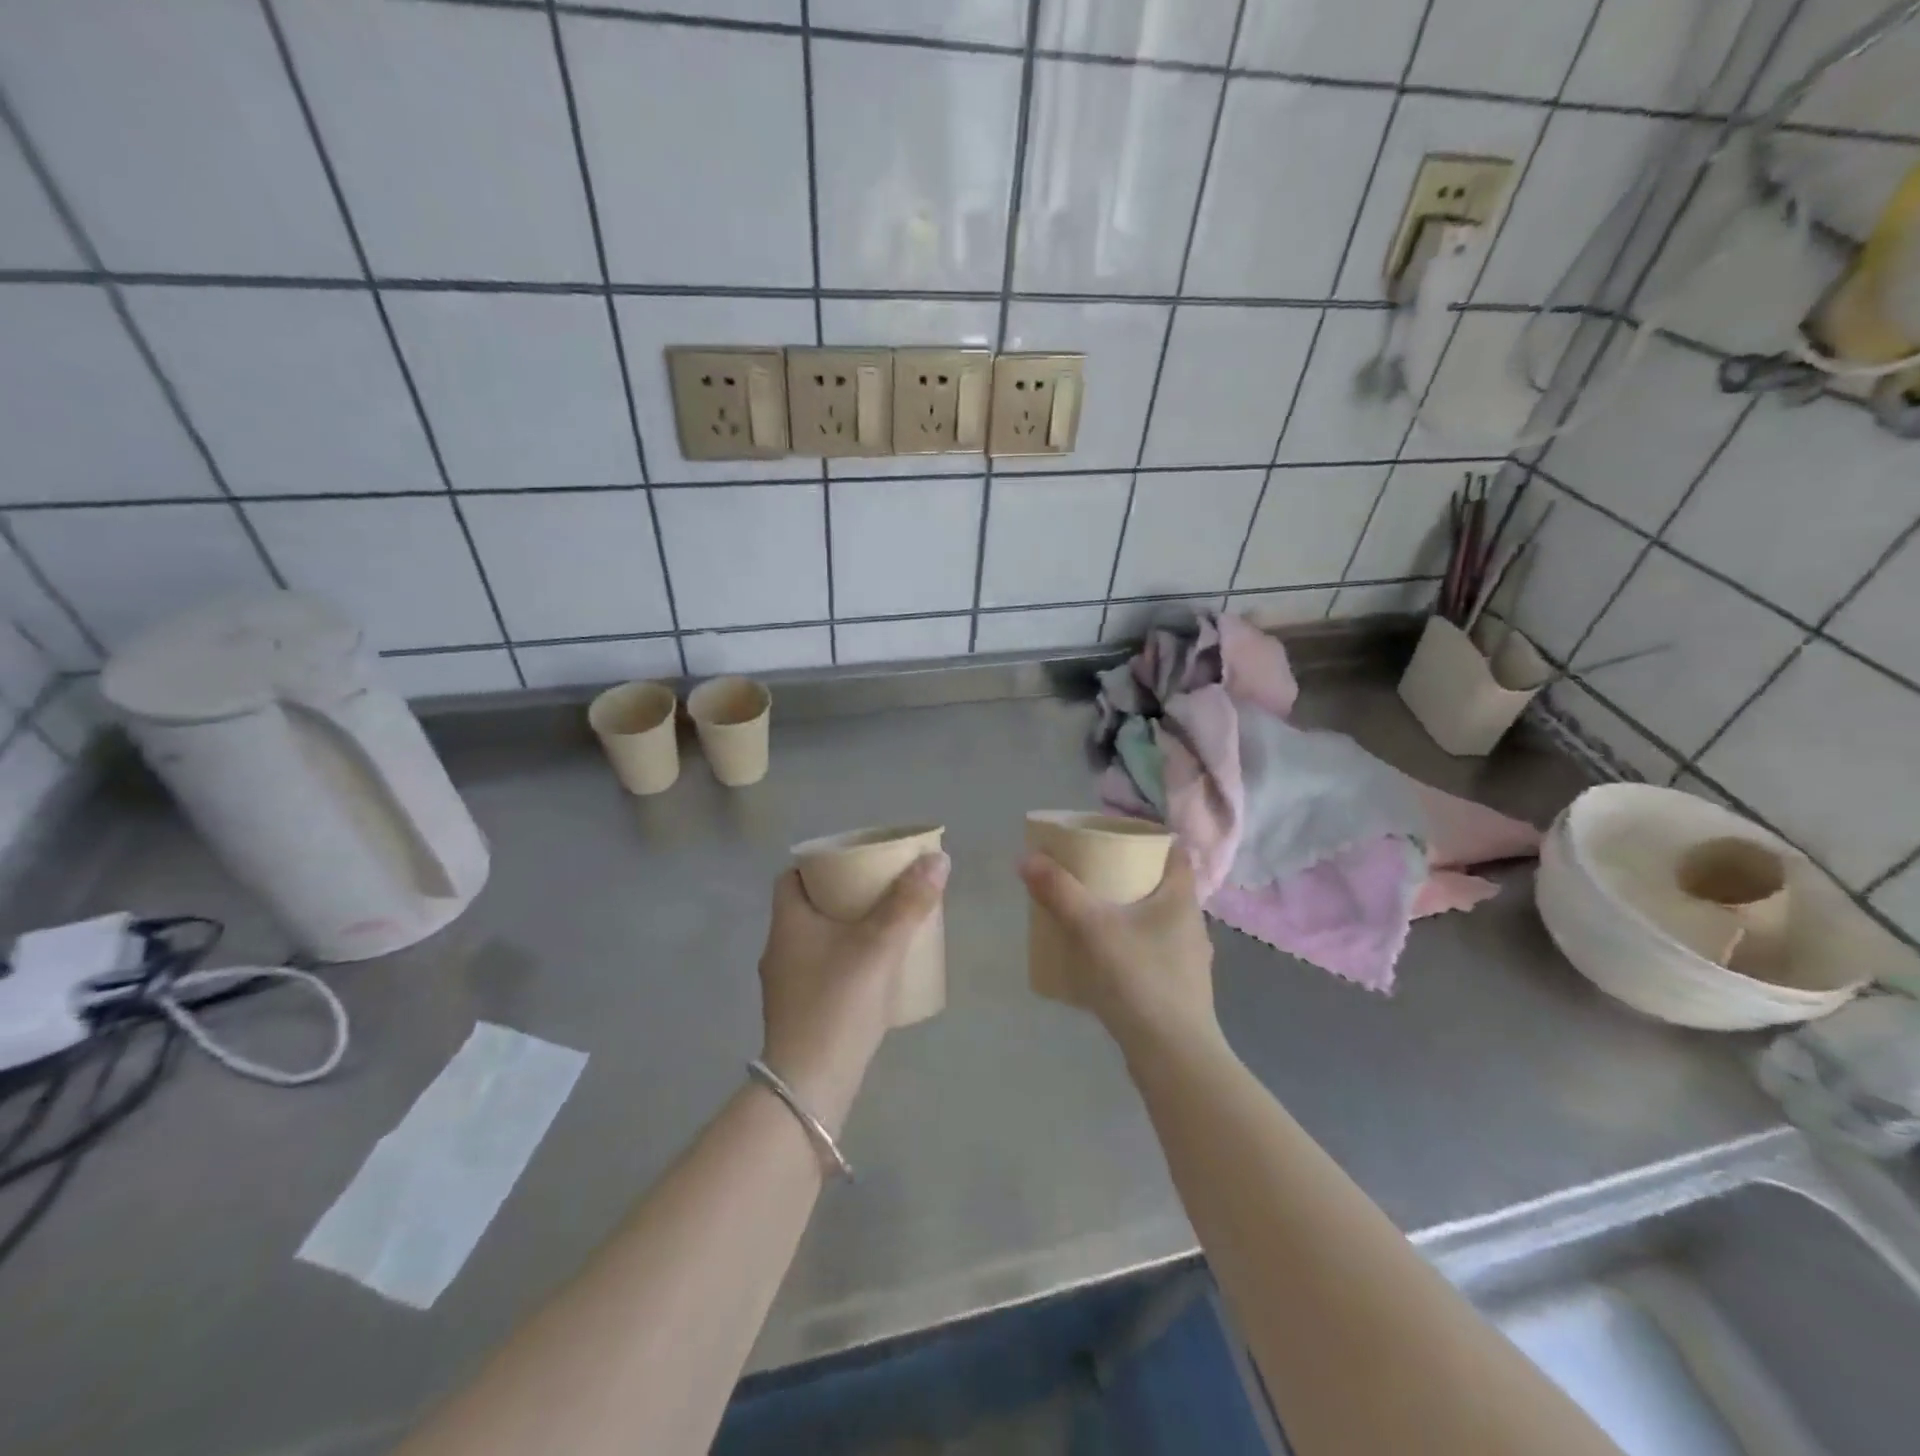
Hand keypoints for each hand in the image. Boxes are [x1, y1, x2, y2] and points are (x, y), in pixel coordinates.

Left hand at [757, 851, 948, 1131]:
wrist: (810, 1085)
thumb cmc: (838, 1002)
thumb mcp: (879, 945)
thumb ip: (909, 902)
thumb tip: (938, 859)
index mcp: (788, 923)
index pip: (791, 876)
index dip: (819, 863)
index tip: (854, 861)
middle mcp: (779, 949)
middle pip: (808, 907)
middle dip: (842, 896)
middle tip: (880, 890)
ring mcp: (785, 985)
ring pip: (816, 941)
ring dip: (845, 930)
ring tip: (884, 927)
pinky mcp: (798, 1013)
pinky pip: (822, 971)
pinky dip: (845, 961)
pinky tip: (874, 973)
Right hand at [1018, 845, 1218, 1059]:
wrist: (1173, 1057)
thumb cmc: (1139, 979)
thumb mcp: (1093, 929)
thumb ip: (1060, 892)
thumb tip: (1027, 858)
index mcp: (1182, 899)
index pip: (1175, 852)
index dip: (1149, 839)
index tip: (1115, 837)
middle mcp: (1191, 924)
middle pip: (1161, 885)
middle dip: (1128, 876)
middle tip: (1091, 871)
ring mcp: (1188, 960)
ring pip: (1156, 921)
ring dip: (1128, 912)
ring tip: (1091, 913)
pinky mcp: (1178, 989)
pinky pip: (1151, 952)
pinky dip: (1129, 945)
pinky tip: (1103, 958)